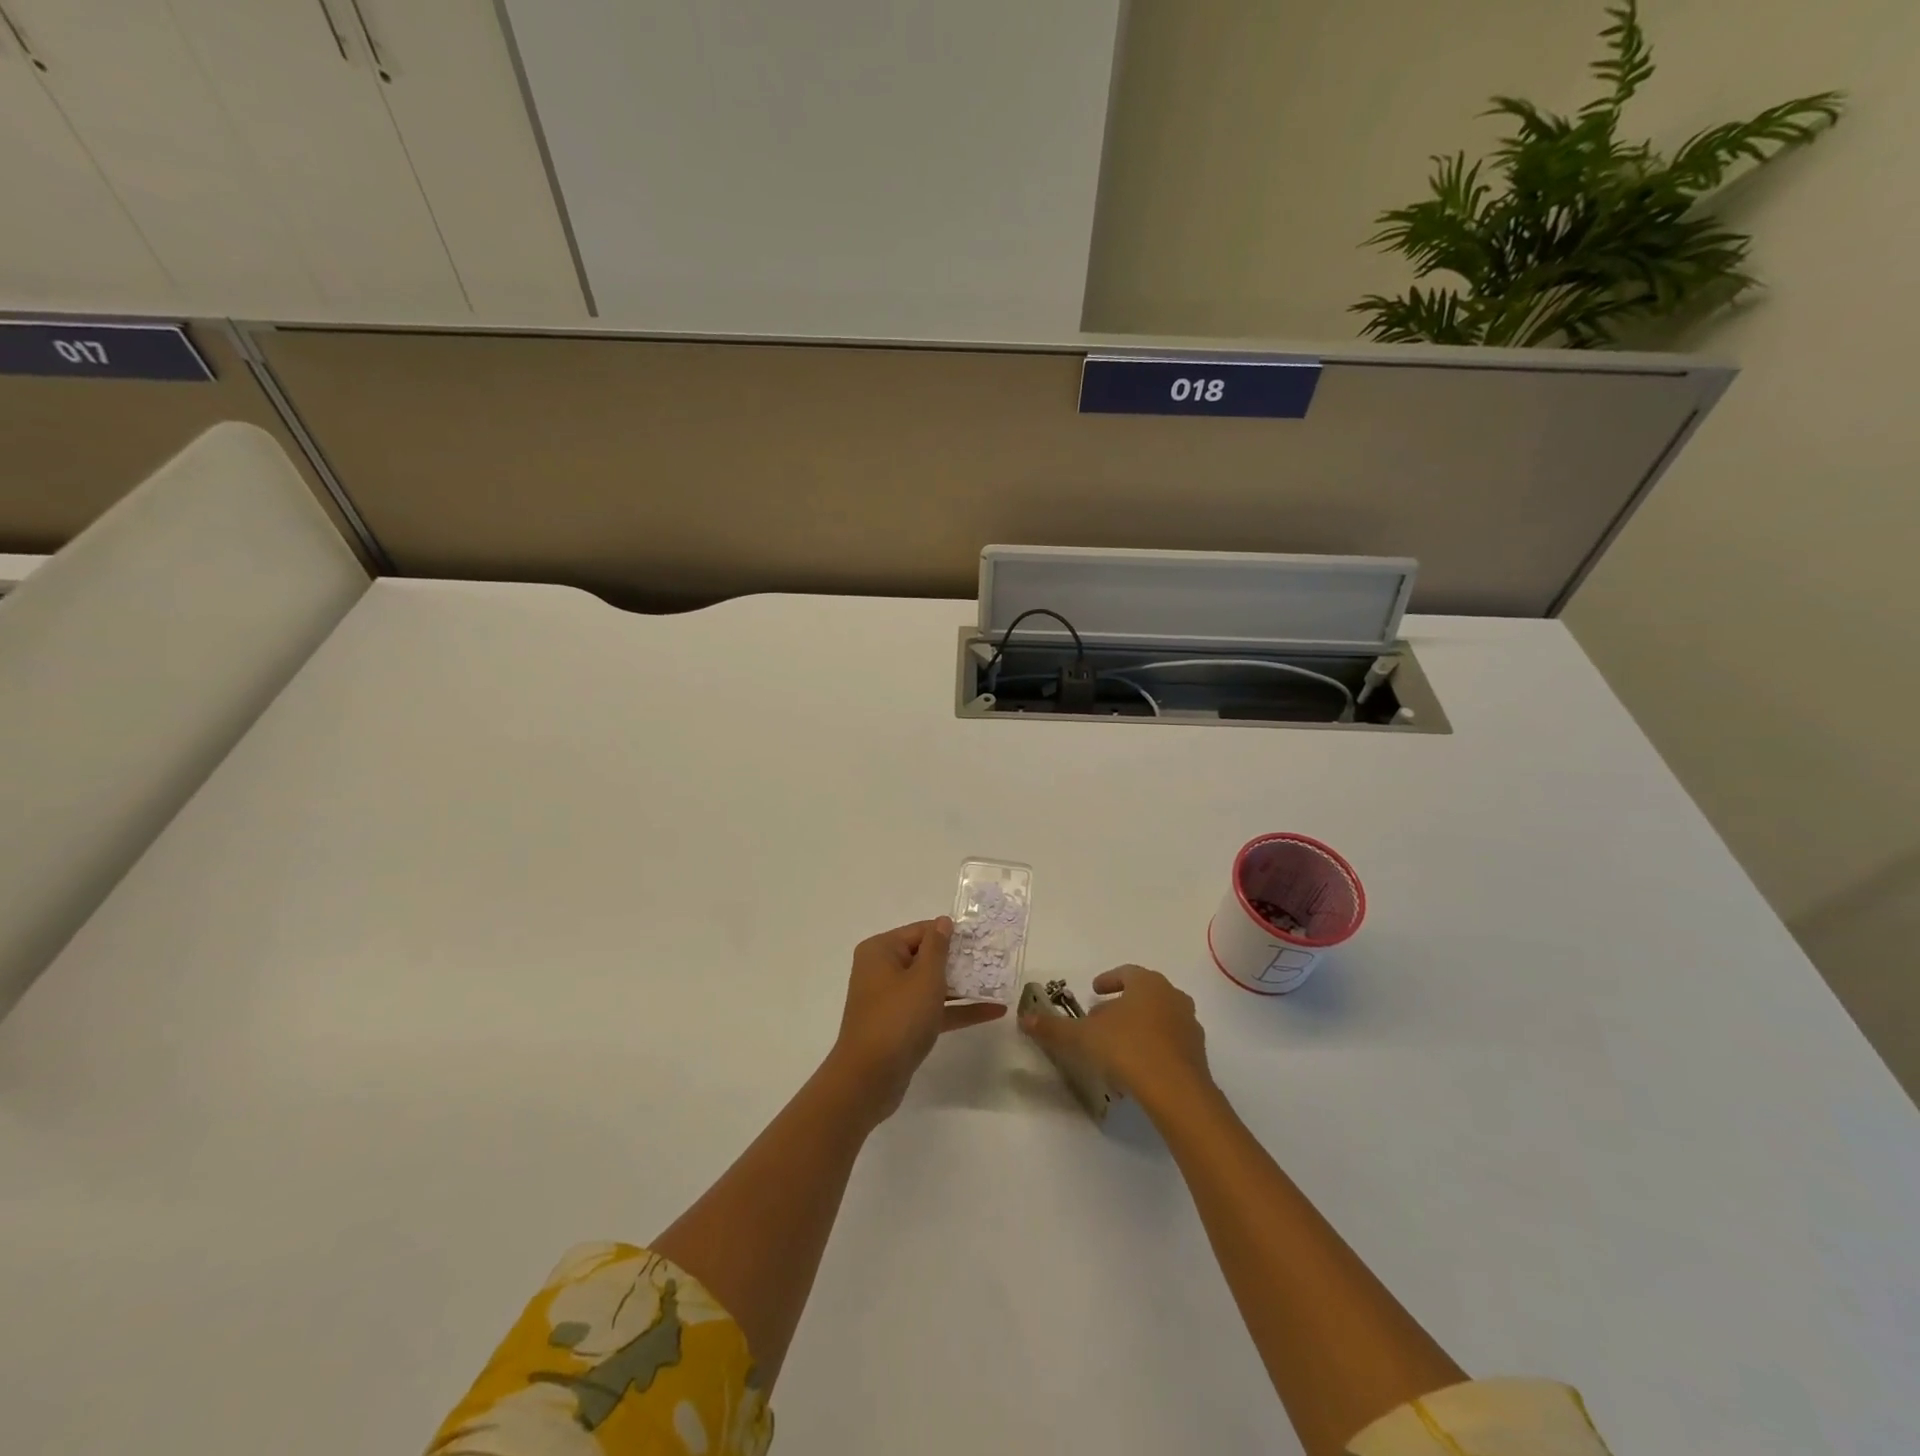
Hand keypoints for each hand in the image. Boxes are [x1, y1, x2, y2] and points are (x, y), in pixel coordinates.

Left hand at [827, 918, 1005, 1122]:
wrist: (869, 1079)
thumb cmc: (898, 1018)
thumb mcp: (924, 978)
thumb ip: (938, 947)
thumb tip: (943, 922)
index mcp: (881, 951)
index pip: (921, 931)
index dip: (951, 934)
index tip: (982, 938)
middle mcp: (883, 970)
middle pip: (927, 958)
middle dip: (960, 961)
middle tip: (995, 959)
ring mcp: (892, 1000)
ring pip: (932, 985)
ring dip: (963, 986)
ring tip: (999, 983)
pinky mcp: (902, 1026)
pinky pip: (933, 1009)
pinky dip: (958, 1010)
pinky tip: (992, 1011)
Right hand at [1020, 965, 1214, 1116]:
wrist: (1177, 1092)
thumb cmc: (1128, 1049)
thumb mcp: (1083, 1037)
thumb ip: (1054, 1028)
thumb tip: (1024, 1018)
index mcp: (1147, 983)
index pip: (1126, 973)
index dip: (1108, 980)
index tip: (1094, 990)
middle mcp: (1172, 996)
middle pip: (1144, 994)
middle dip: (1122, 1004)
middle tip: (1101, 1017)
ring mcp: (1188, 1025)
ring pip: (1158, 1017)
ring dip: (1138, 1025)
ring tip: (1117, 1044)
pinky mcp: (1197, 1053)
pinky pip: (1170, 1042)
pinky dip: (1153, 1046)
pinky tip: (1137, 1066)